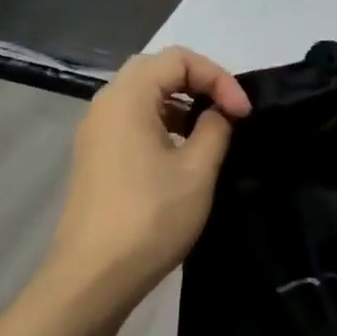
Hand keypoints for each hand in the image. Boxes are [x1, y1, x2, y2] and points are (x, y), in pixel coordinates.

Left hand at [45, 46, 250, 309]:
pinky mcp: (95, 156)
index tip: (242, 112)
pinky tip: (183, 152)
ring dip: (180, 102)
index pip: (178, 59)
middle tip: (228, 110)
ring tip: (211, 130)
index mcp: (128, 98)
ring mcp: (95, 132)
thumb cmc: (150, 217)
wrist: (93, 275)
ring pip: (142, 96)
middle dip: (198, 82)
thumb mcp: (197, 170)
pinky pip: (132, 120)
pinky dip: (162, 122)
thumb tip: (220, 112)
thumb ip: (216, 129)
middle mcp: (105, 105)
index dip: (217, 77)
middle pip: (156, 70)